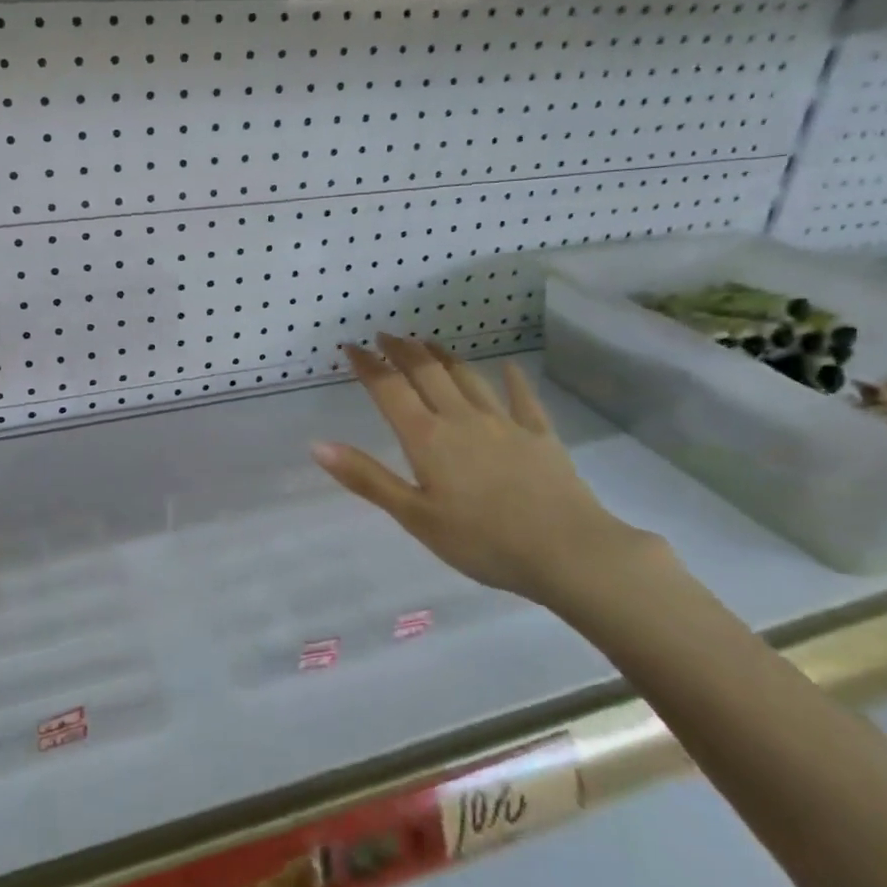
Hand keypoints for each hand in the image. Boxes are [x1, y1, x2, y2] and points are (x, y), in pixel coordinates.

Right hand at [312, 336, 656, 613]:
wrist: (568, 551)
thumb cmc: (482, 541)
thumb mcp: (415, 516)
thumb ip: (367, 478)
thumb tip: (317, 445)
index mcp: (427, 438)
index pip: (390, 389)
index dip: (368, 365)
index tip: (351, 346)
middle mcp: (462, 418)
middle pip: (427, 373)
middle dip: (403, 351)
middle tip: (386, 335)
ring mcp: (504, 423)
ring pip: (468, 378)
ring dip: (444, 357)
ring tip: (428, 344)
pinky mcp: (539, 435)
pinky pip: (523, 398)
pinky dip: (512, 380)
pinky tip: (510, 368)